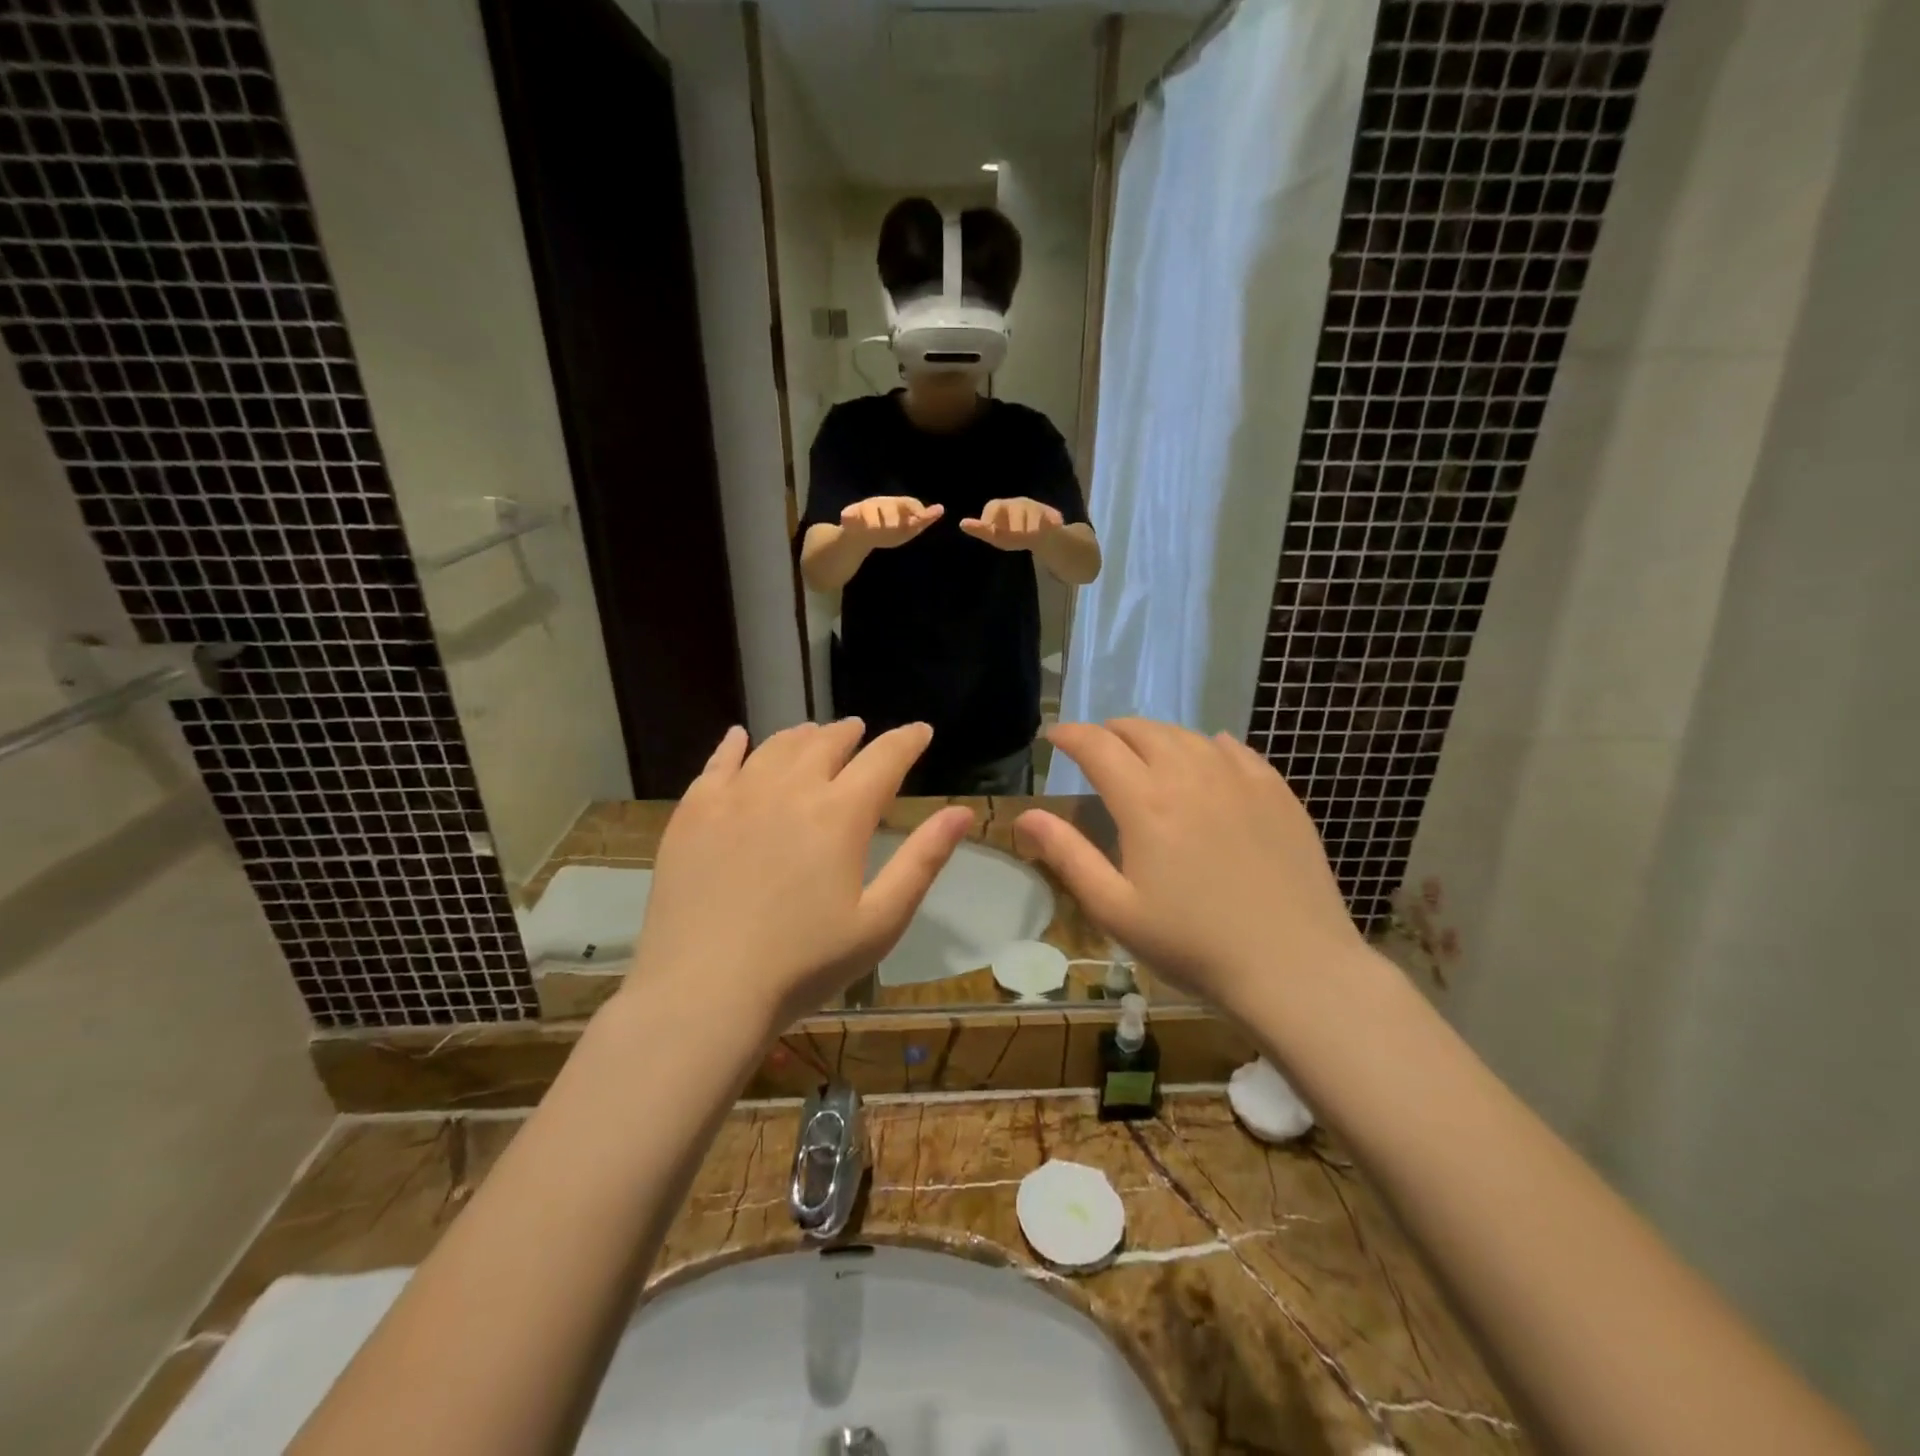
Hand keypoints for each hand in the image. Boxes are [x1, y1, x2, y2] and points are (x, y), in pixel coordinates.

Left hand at [627, 720, 974, 1032]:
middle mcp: (789, 789)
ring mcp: (736, 796)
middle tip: (860, 731)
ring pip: (777, 746)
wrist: (705, 992)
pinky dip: (736, 744)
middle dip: (851, 733)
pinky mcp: (694, 812)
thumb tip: (961, 812)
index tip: (921, 731)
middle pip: (827, 743)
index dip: (907, 740)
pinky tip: (740, 738)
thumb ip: (923, 860)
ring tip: (813, 734)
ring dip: (803, 736)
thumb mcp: (880, 921)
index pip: (884, 759)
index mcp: (840, 814)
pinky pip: (718, 762)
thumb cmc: (804, 964)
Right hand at [840, 495, 943, 547]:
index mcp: (897, 505)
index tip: (920, 517)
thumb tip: (941, 508)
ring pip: (870, 510)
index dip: (915, 509)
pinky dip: (850, 518)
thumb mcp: (907, 529)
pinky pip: (850, 515)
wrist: (860, 538)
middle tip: (894, 528)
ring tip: (876, 529)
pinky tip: (851, 521)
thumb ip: (923, 521)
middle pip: (889, 506)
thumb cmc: (887, 532)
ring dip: (873, 520)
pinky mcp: (849, 515)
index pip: (908, 503)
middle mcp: (882, 503)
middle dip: (892, 516)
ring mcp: (865, 508)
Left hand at [959, 497, 1063, 550]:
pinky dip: (1048, 525)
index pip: (993, 507)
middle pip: (1015, 510)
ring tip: (1031, 535)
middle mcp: (1018, 503)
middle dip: (1015, 524)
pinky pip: (1049, 519)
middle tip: (1016, 535)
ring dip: (1031, 526)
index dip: (991, 518)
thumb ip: (981, 530)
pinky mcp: (1052, 515)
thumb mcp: (996, 536)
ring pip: (1032, 516)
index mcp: (1002, 507)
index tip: (992, 530)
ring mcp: (1035, 508)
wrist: (1044, 536)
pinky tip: (1048, 530)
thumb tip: (962, 523)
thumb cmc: (1014, 534)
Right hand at [1014, 720, 1363, 1019]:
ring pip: (1186, 735)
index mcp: (1145, 801)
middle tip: (1097, 749)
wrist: (1294, 966)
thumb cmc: (1192, 944)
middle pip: (1141, 730)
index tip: (1054, 737)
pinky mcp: (1276, 791)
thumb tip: (1025, 815)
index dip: (1069, 735)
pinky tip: (1206, 759)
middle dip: (1109, 732)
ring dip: (1155, 737)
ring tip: (1145, 754)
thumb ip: (1067, 855)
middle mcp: (1190, 774)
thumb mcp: (1115, 909)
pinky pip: (1233, 749)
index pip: (1097, 745)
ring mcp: (1239, 778)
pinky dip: (1206, 746)